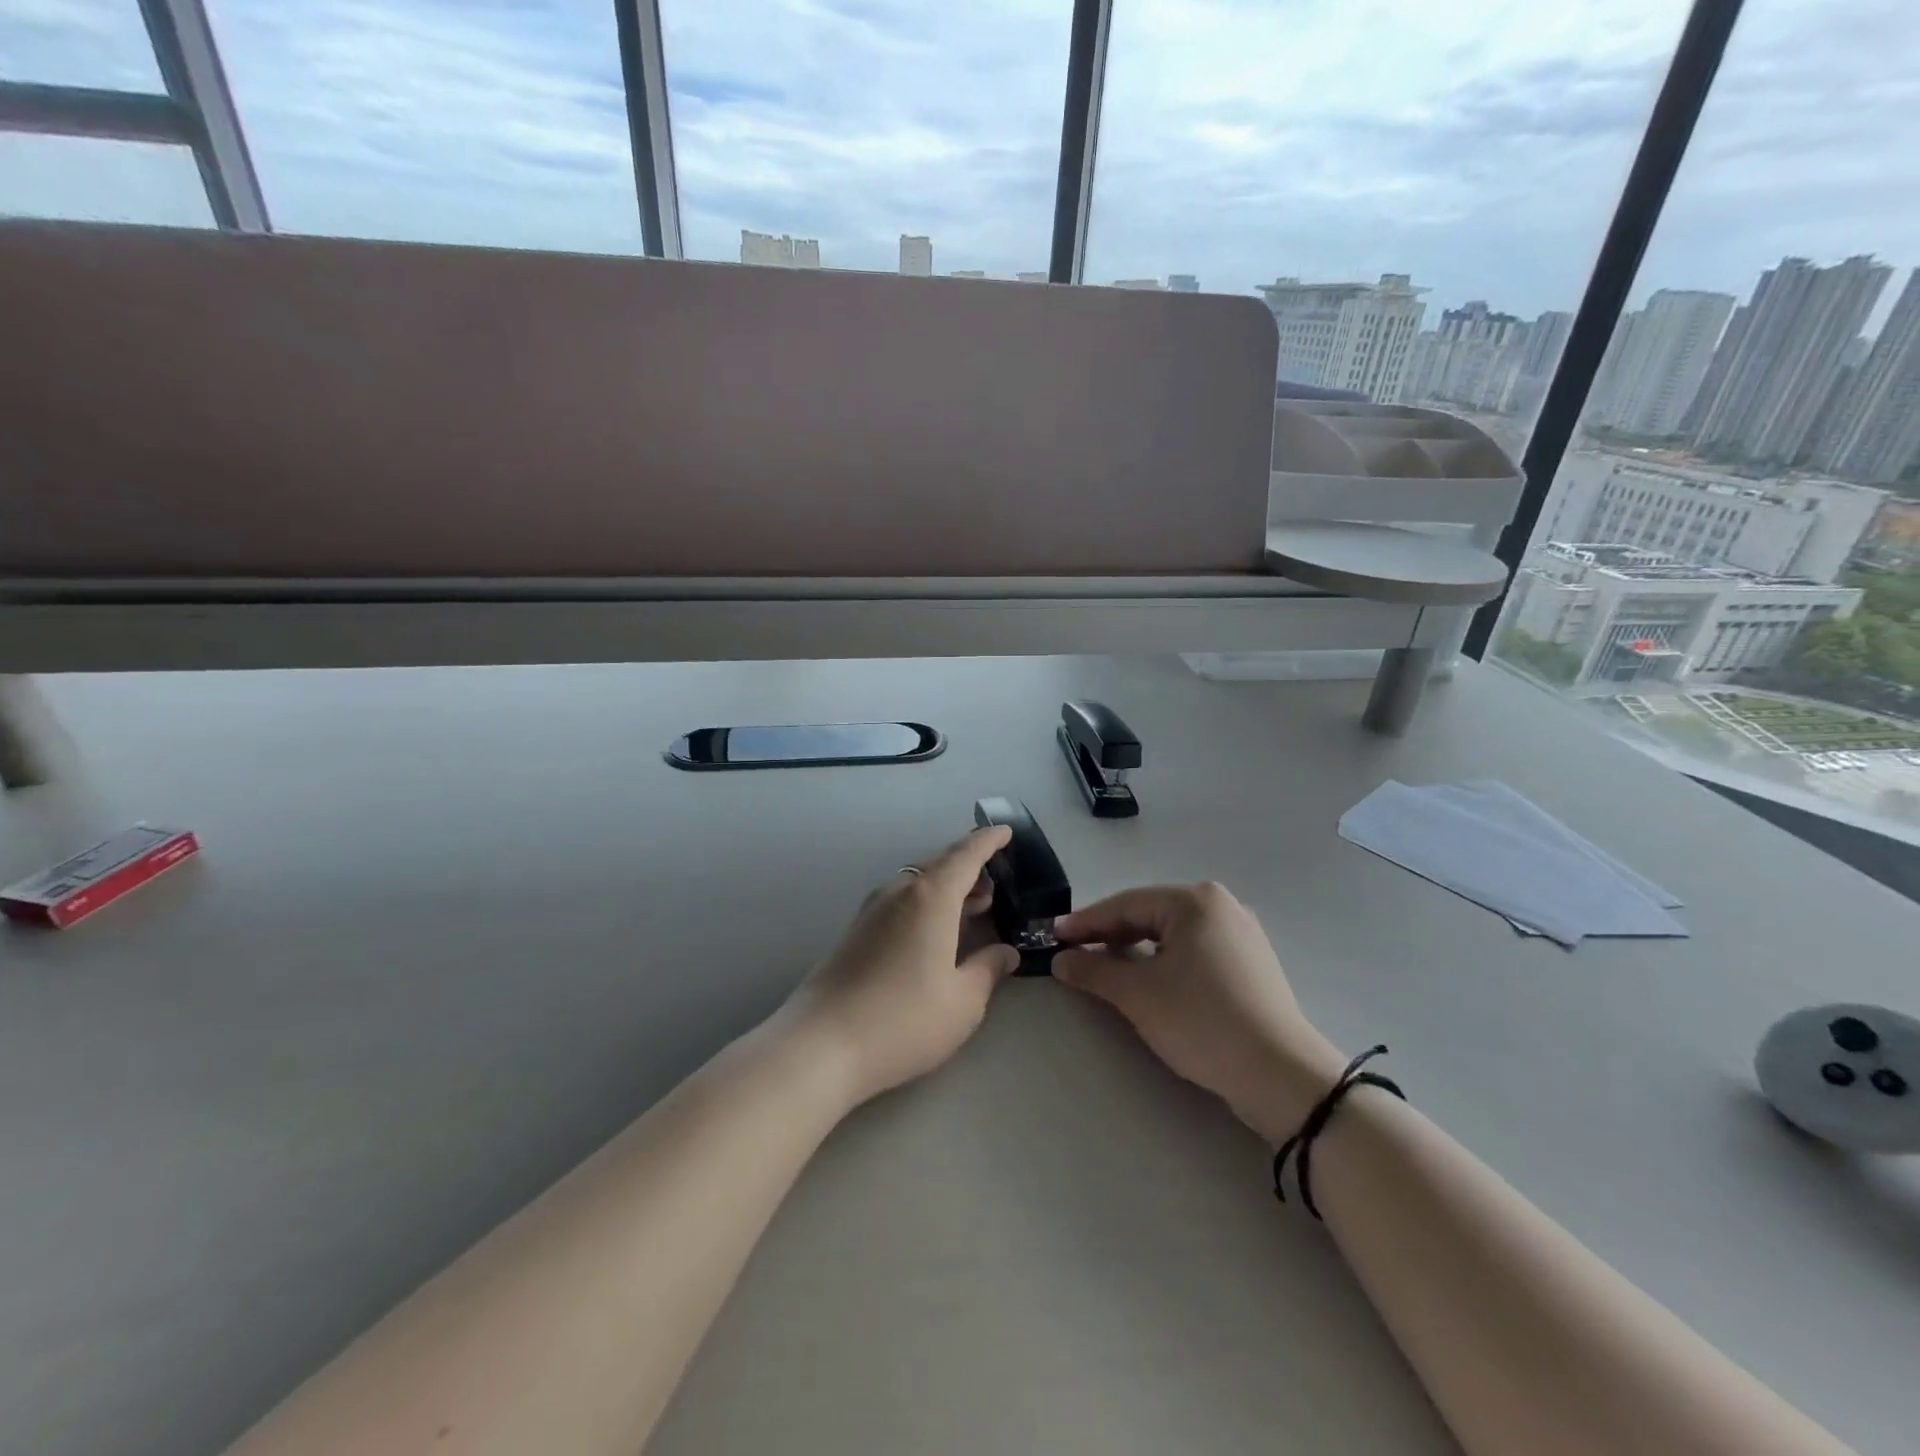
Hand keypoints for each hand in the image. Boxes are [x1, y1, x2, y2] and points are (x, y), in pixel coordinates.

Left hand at [781, 827, 1019, 1106]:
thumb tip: (1006, 953)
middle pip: (940, 865)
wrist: (821, 1045)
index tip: (1006, 832)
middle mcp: (900, 891)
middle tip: (995, 885)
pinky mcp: (856, 930)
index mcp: (931, 897)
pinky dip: (925, 903)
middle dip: (970, 868)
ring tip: (972, 907)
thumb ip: (988, 969)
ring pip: (918, 883)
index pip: (965, 855)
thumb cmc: (903, 1020)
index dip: (988, 841)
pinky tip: (935, 932)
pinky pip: (901, 900)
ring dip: (947, 888)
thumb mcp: (962, 1002)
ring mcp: (872, 909)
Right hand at [1053, 883, 1345, 1143]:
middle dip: (1110, 935)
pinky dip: (1164, 962)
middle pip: (1150, 915)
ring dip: (1136, 950)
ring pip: (1172, 935)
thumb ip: (1094, 970)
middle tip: (1074, 952)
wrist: (1280, 1075)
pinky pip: (1194, 952)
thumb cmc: (1202, 1021)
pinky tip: (1148, 981)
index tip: (1053, 935)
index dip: (1085, 922)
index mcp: (1195, 901)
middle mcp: (1221, 906)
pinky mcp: (1250, 964)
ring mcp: (1240, 934)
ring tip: (1105, 967)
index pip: (1126, 905)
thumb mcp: (1138, 995)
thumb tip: (1060, 959)